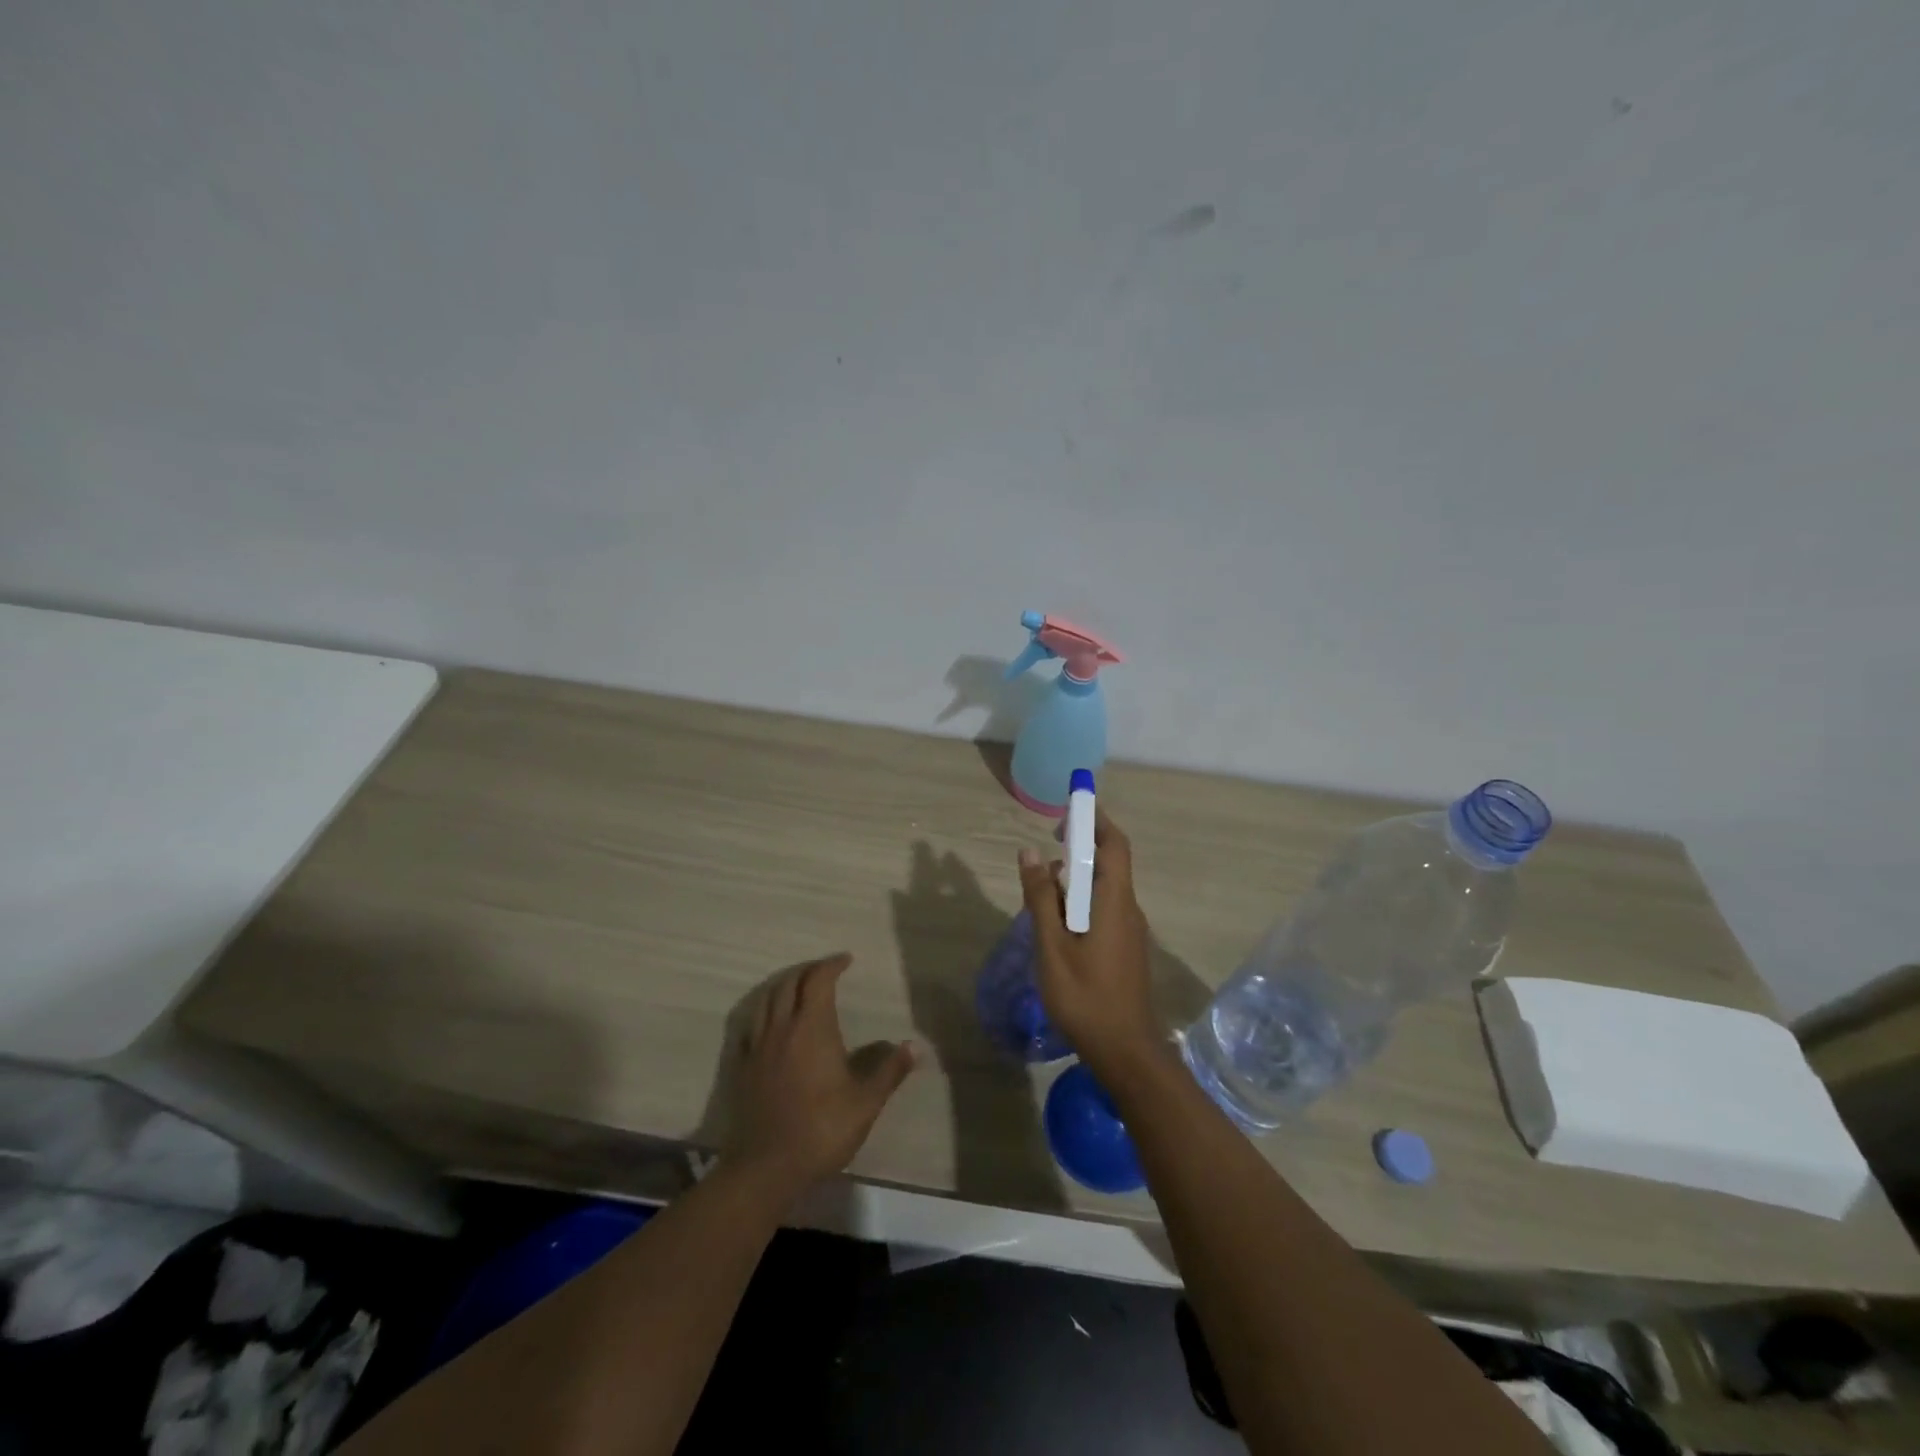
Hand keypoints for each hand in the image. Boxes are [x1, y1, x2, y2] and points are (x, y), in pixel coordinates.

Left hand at [726, 953, 915, 1196]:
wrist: (765, 1167)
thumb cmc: (821, 1130)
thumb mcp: (865, 1103)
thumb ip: (889, 1071)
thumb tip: (912, 1046)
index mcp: (813, 1028)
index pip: (819, 980)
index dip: (832, 965)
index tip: (846, 960)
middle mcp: (782, 1027)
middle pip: (790, 983)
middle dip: (808, 970)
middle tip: (825, 970)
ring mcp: (758, 1046)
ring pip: (766, 999)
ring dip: (784, 984)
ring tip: (798, 986)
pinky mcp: (743, 1066)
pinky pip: (750, 1024)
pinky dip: (763, 1010)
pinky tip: (770, 1021)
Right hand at [1017, 810, 1162, 1074]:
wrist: (1125, 1051)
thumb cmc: (1085, 997)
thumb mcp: (1052, 946)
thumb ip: (1040, 897)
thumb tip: (1029, 852)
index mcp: (1114, 901)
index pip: (1114, 844)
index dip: (1094, 819)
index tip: (1068, 809)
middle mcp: (1128, 908)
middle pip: (1110, 862)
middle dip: (1080, 847)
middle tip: (1045, 849)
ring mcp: (1129, 929)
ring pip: (1104, 888)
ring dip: (1077, 878)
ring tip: (1042, 890)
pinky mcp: (1125, 947)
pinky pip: (1104, 908)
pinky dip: (1081, 901)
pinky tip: (1056, 923)